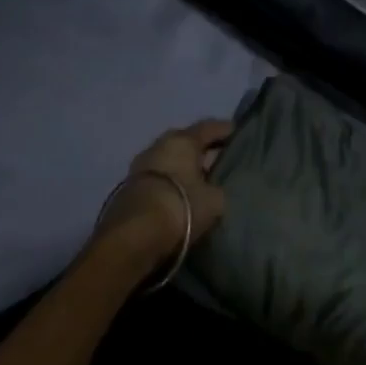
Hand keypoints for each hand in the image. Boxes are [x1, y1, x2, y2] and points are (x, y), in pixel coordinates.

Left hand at [93, 119, 231, 258]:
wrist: (131, 238)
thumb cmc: (180, 207)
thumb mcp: (214, 200)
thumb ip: (218, 188)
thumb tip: (214, 189)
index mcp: (183, 140)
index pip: (210, 127)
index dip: (226, 130)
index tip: (238, 135)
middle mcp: (159, 145)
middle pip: (186, 142)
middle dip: (202, 149)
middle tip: (219, 159)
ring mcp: (140, 166)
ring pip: (169, 160)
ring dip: (183, 168)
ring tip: (200, 181)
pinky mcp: (127, 189)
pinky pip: (157, 178)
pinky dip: (170, 183)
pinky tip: (180, 195)